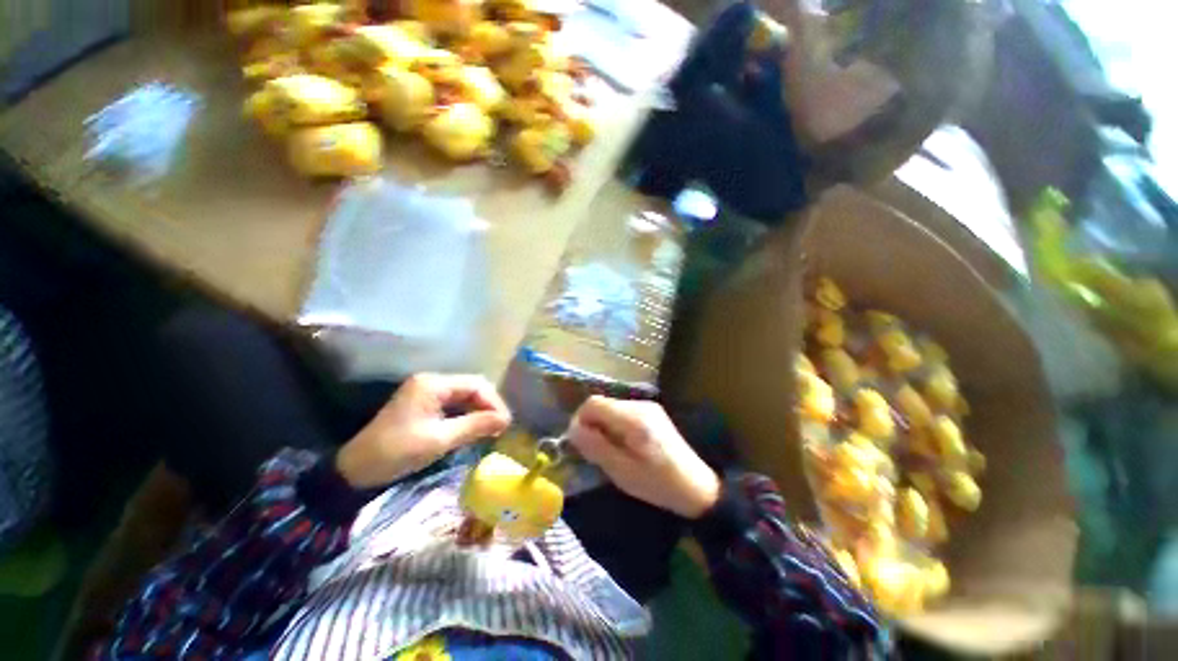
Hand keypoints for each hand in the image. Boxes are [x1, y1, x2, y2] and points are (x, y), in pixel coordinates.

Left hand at [336, 374, 511, 487]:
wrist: (354, 471)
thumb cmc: (396, 453)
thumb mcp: (439, 440)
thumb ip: (475, 426)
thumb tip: (506, 420)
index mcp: (433, 384)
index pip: (476, 385)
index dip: (494, 402)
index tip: (505, 423)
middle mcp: (432, 382)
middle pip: (472, 387)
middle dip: (489, 406)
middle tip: (501, 427)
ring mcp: (427, 392)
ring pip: (465, 396)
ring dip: (480, 411)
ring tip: (492, 429)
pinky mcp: (424, 405)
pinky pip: (455, 405)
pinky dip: (467, 415)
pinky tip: (475, 428)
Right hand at [569, 397, 720, 518]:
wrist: (697, 486)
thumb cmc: (658, 484)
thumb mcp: (622, 472)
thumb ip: (596, 447)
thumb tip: (573, 430)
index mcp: (633, 418)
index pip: (593, 403)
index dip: (579, 419)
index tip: (578, 442)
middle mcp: (640, 405)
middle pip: (602, 404)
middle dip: (591, 424)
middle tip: (593, 451)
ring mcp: (648, 406)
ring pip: (612, 407)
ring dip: (603, 425)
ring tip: (609, 451)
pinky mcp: (652, 412)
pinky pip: (623, 412)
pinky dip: (615, 425)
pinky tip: (623, 445)